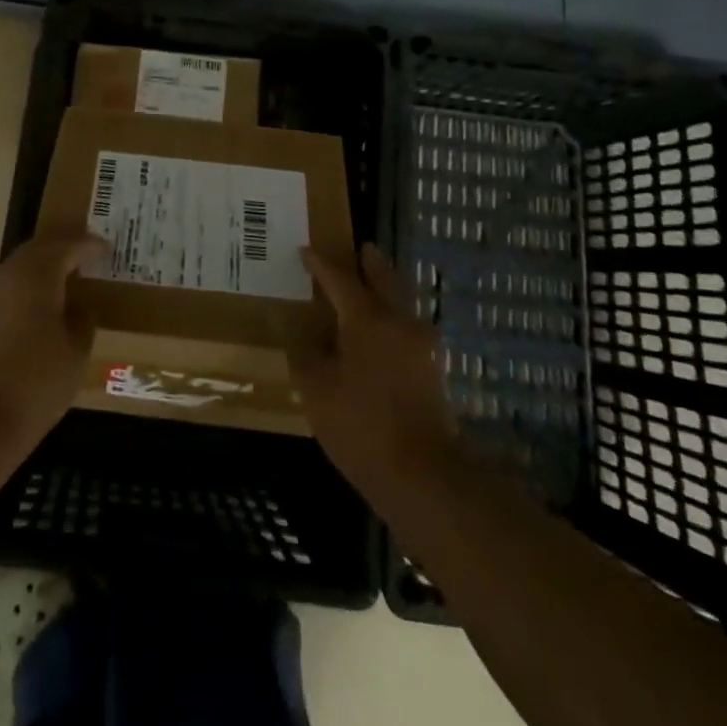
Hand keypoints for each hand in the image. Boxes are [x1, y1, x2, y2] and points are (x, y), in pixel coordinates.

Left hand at [0, 234, 101, 456]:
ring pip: (12, 274)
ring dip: (34, 275)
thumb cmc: (34, 385)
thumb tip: (78, 307)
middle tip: (81, 258)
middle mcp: (2, 276)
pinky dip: (14, 299)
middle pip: (35, 252)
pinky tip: (22, 321)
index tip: (104, 248)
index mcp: (35, 275)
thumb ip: (81, 321)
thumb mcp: (76, 354)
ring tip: (54, 290)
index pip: (66, 246)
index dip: (88, 245)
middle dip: (59, 252)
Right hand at [291, 242, 458, 495]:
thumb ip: (303, 351)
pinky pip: (407, 325)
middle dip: (369, 263)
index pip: (340, 278)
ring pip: (401, 301)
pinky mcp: (432, 369)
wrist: (422, 476)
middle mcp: (399, 320)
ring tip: (367, 285)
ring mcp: (422, 344)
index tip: (305, 250)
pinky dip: (392, 315)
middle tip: (357, 249)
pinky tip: (379, 330)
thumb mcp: (316, 388)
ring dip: (384, 288)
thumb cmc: (360, 425)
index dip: (320, 263)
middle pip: (383, 278)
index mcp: (367, 317)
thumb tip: (294, 325)